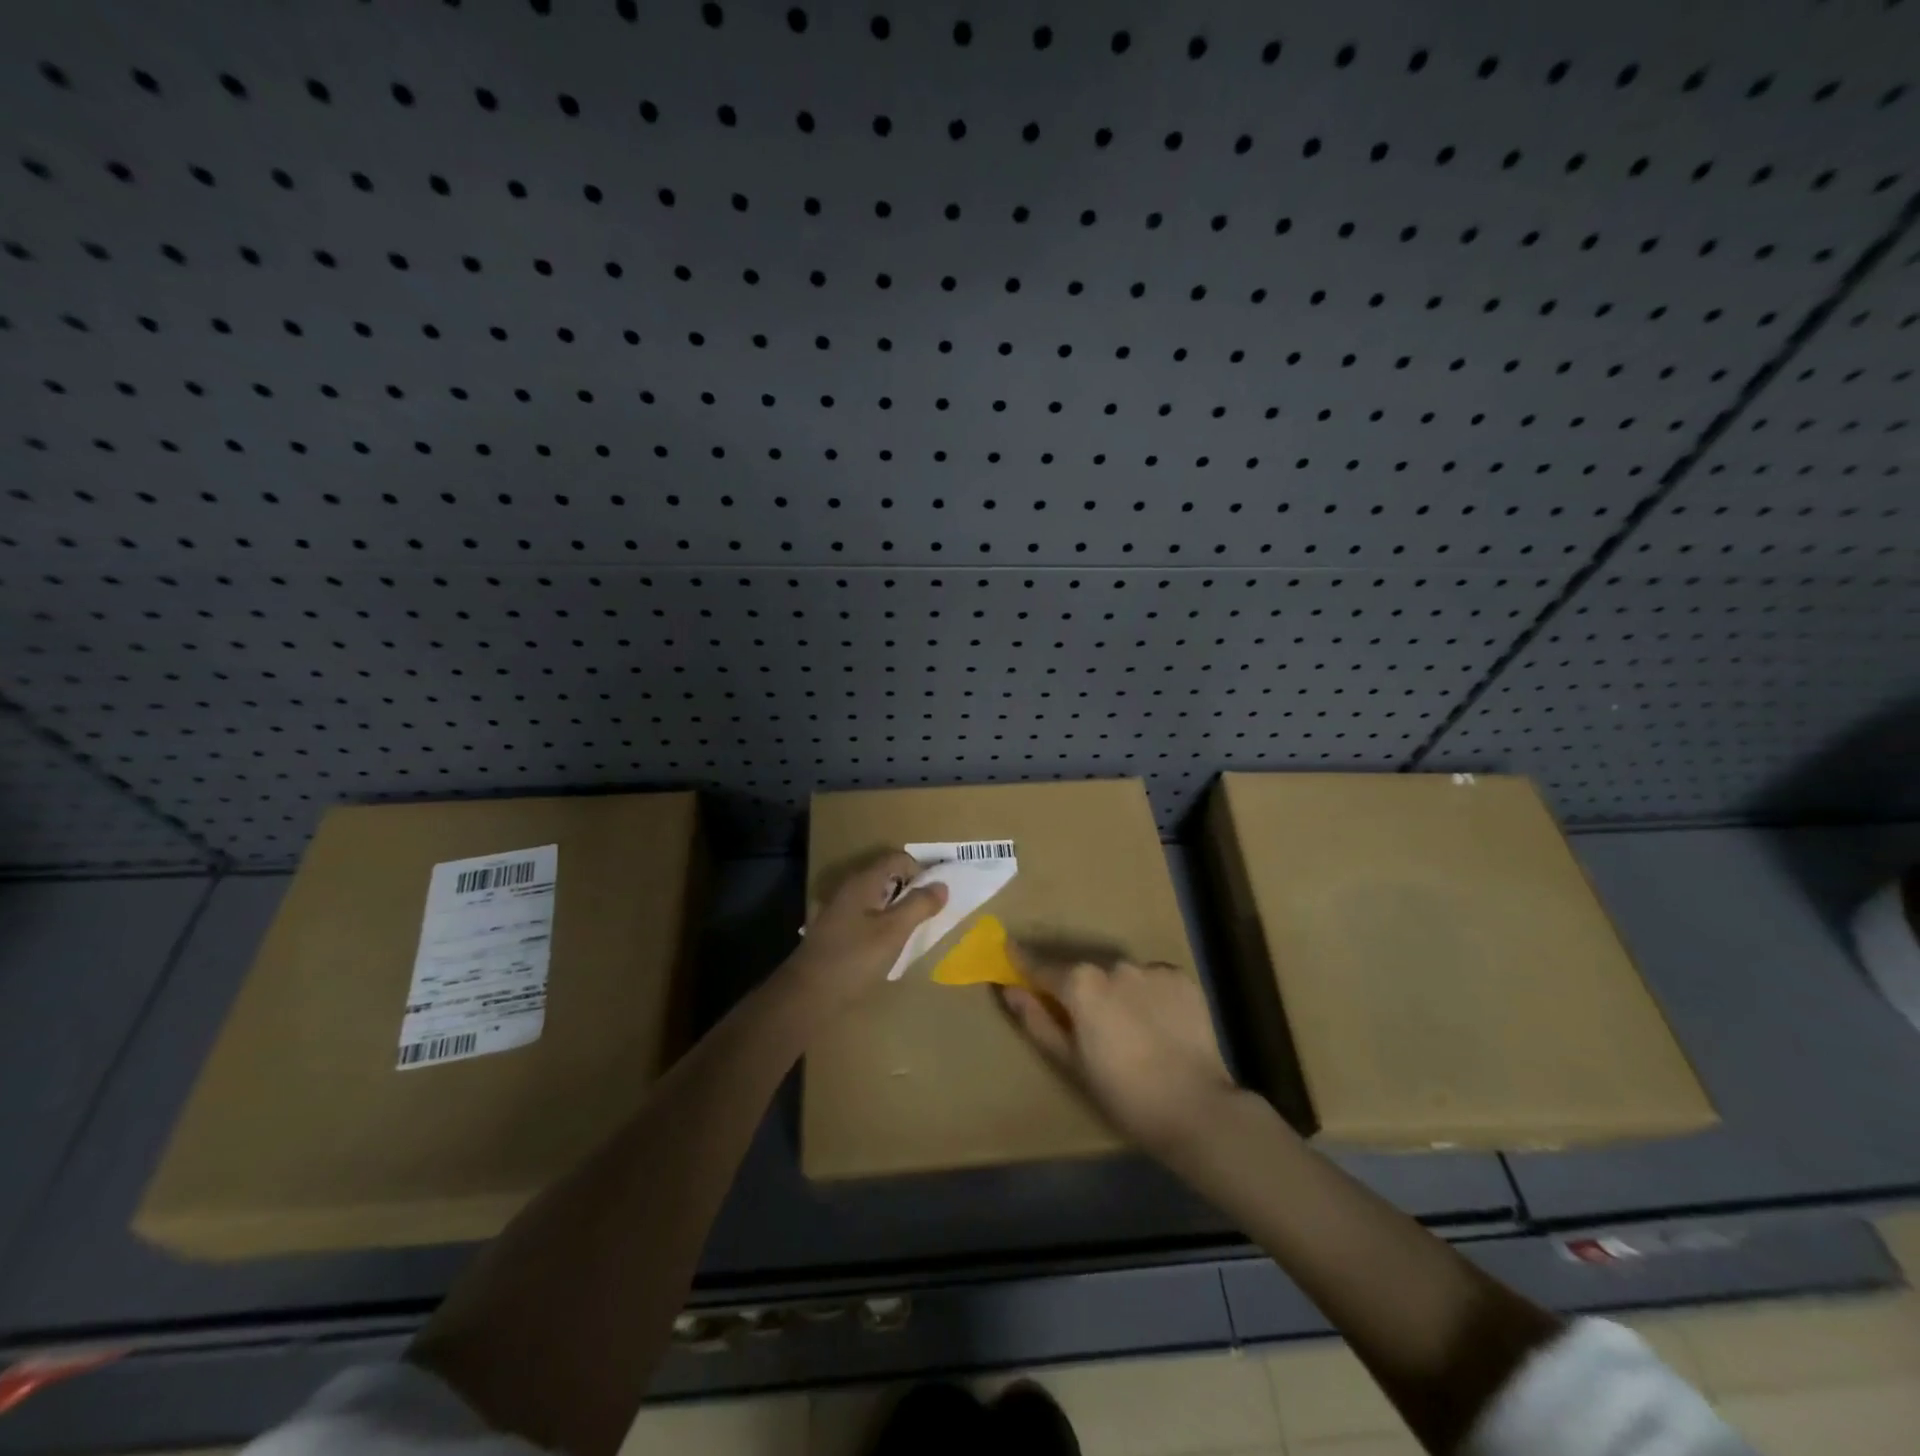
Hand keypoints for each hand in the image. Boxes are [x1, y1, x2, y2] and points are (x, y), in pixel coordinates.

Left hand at [784, 851, 947, 1010]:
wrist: (808, 995)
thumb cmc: (854, 958)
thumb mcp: (894, 931)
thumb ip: (919, 905)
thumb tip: (942, 885)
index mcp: (863, 882)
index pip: (897, 859)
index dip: (921, 870)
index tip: (937, 893)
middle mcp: (849, 889)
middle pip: (886, 877)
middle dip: (910, 889)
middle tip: (930, 911)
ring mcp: (838, 911)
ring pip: (875, 898)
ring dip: (896, 907)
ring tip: (913, 928)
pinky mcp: (834, 932)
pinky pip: (865, 917)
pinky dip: (881, 922)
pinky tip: (888, 944)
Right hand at [999, 957, 1238, 1154]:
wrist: (1194, 1107)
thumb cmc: (1122, 1092)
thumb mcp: (1070, 1061)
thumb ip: (1037, 1020)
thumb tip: (1009, 988)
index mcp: (1080, 983)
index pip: (1042, 966)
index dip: (1023, 961)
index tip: (1009, 949)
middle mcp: (1113, 965)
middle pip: (1086, 973)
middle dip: (1081, 990)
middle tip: (1088, 1022)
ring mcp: (1150, 968)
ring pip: (1122, 976)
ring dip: (1117, 992)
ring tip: (1129, 1028)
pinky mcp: (1181, 978)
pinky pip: (1153, 980)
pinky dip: (1148, 995)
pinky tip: (1157, 1024)